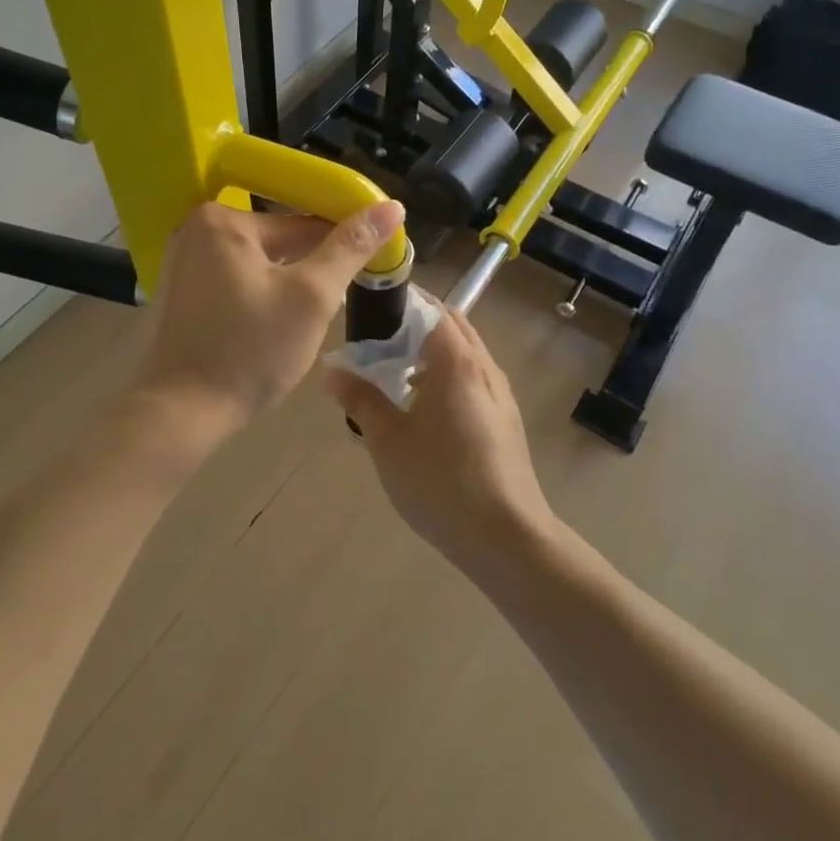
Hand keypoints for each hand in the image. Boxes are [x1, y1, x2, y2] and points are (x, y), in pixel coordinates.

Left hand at [130, 199, 406, 442]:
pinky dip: (257, 296)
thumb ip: (350, 248)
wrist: (180, 414)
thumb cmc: (250, 351)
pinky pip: (233, 281)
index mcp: (223, 219)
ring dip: (285, 285)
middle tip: (330, 310)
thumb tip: (392, 206)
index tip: (368, 270)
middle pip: (277, 242)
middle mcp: (195, 229)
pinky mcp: (177, 292)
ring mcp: (180, 262)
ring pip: (257, 264)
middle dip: (309, 271)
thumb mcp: (311, 297)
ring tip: (301, 324)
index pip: (302, 222)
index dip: (341, 247)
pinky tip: (269, 328)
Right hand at [323, 309, 555, 569]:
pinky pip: (472, 377)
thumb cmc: (441, 481)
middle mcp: (483, 366)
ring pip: (464, 352)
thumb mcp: (388, 440)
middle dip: (414, 324)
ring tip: (393, 374)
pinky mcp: (505, 418)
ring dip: (431, 351)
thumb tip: (332, 371)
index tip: (368, 309)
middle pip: (450, 324)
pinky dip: (446, 375)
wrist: (507, 538)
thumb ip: (360, 399)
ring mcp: (500, 393)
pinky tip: (422, 408)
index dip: (400, 302)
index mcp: (456, 360)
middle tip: (376, 341)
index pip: (430, 307)